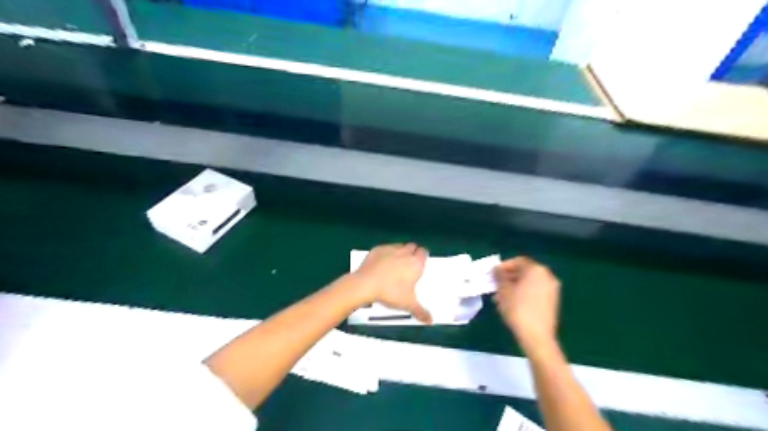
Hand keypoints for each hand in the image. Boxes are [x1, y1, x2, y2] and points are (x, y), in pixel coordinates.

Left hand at [353, 244, 431, 320]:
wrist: (366, 284)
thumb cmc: (391, 292)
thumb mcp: (407, 304)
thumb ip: (420, 311)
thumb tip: (430, 320)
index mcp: (416, 263)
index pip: (424, 252)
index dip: (423, 257)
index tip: (420, 264)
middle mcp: (405, 252)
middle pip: (413, 247)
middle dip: (412, 253)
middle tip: (408, 266)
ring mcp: (390, 248)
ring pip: (399, 246)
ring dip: (400, 252)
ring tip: (395, 264)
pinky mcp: (377, 249)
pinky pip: (385, 248)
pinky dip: (385, 254)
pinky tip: (381, 264)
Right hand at [494, 258, 561, 355]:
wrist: (537, 336)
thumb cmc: (517, 309)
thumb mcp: (503, 291)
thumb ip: (499, 277)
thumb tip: (497, 270)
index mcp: (536, 270)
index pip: (518, 261)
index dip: (504, 266)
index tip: (493, 274)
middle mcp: (547, 276)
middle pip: (525, 272)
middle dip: (509, 277)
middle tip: (496, 286)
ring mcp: (552, 289)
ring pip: (529, 283)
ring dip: (515, 286)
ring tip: (501, 297)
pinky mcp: (553, 302)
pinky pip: (536, 291)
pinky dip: (524, 294)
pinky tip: (512, 304)